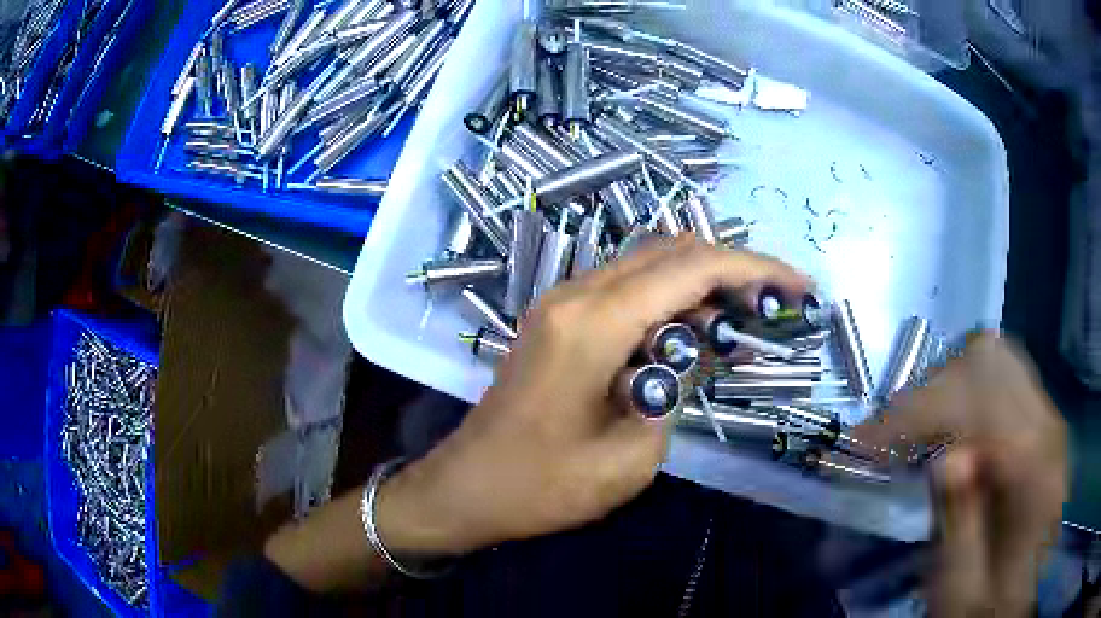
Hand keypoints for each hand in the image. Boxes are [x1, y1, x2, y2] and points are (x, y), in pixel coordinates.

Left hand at [376, 236, 809, 559]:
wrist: (467, 487)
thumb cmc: (543, 486)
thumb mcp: (632, 455)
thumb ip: (677, 391)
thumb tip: (697, 352)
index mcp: (595, 323)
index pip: (693, 268)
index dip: (755, 268)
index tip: (798, 285)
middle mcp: (576, 294)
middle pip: (671, 250)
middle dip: (732, 268)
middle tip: (773, 304)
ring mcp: (561, 301)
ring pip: (648, 263)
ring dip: (700, 282)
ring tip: (740, 322)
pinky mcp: (556, 318)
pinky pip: (625, 288)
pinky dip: (667, 298)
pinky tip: (691, 334)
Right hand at [855, 334, 1067, 616]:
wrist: (1023, 598)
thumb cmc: (990, 604)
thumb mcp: (963, 593)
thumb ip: (960, 530)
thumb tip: (946, 460)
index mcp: (1035, 469)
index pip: (978, 400)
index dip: (918, 410)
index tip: (865, 441)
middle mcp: (1047, 427)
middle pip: (990, 361)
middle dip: (933, 389)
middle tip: (892, 435)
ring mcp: (1047, 419)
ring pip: (996, 361)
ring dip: (949, 387)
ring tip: (917, 431)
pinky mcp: (1041, 425)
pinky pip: (1002, 380)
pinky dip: (967, 393)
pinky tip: (949, 433)